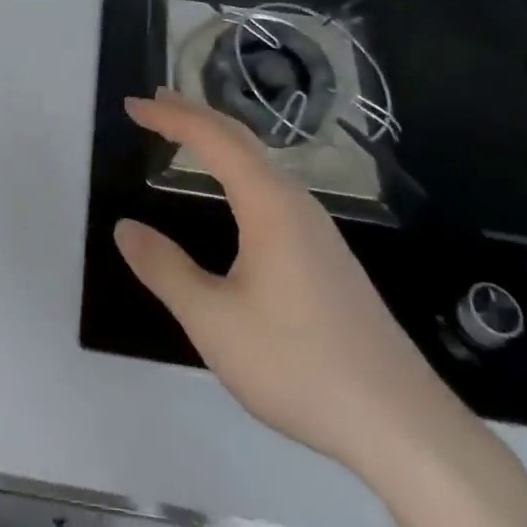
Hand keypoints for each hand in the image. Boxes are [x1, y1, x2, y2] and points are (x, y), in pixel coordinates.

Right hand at [114, 92, 470, 480]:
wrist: (401, 424)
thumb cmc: (299, 364)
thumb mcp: (214, 322)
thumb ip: (165, 270)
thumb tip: (125, 229)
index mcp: (268, 203)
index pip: (211, 138)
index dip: (169, 116)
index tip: (132, 105)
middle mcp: (294, 201)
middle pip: (239, 137)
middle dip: (194, 114)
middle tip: (155, 102)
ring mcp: (317, 227)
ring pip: (260, 161)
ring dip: (220, 138)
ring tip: (187, 133)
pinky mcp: (327, 253)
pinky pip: (272, 185)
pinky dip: (239, 166)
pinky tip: (236, 191)